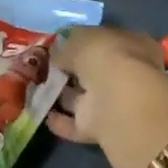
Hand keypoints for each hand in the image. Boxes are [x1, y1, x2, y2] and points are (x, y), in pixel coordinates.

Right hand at [49, 26, 167, 167]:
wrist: (118, 103)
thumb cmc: (105, 58)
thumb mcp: (80, 39)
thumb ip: (66, 46)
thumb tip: (56, 53)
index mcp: (132, 46)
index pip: (104, 41)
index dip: (81, 42)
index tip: (58, 44)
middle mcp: (126, 75)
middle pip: (93, 71)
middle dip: (71, 69)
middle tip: (44, 66)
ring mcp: (114, 103)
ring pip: (83, 97)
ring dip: (63, 94)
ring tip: (36, 89)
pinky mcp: (101, 128)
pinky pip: (76, 123)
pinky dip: (62, 120)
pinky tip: (43, 114)